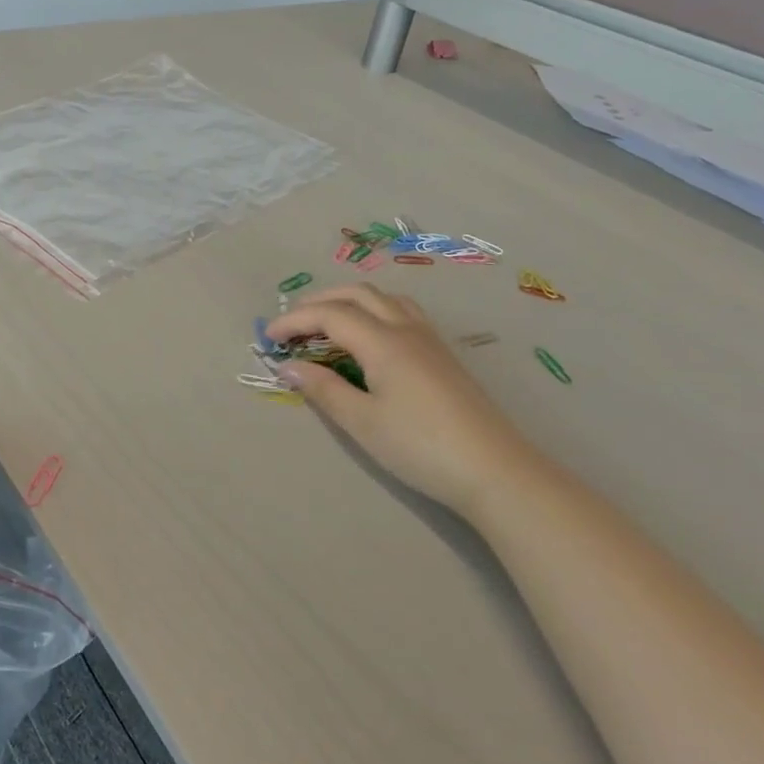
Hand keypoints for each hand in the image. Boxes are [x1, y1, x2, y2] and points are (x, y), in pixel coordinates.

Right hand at [266, 285, 536, 515]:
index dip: (294, 321)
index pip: (329, 314)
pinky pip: (401, 311)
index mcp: (382, 341)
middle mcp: (405, 328)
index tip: (268, 339)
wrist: (495, 470)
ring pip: (383, 298)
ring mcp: (429, 338)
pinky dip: (373, 310)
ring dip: (348, 301)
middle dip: (318, 301)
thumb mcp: (362, 422)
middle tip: (291, 324)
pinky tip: (370, 336)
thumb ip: (323, 389)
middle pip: (356, 294)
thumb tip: (288, 367)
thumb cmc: (420, 446)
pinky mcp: (442, 353)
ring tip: (327, 323)